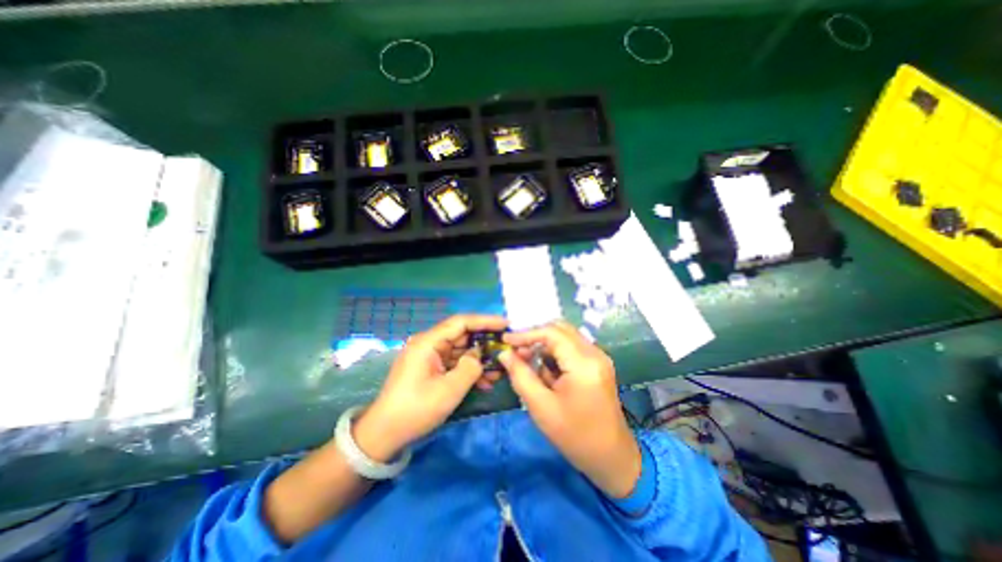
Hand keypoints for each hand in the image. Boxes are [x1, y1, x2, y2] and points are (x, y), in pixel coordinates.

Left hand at [353, 313, 508, 462]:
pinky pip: (454, 363)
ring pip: (460, 351)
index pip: (461, 322)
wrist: (384, 434)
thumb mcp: (449, 390)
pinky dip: (469, 370)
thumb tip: (479, 356)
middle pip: (462, 335)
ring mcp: (429, 357)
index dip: (485, 321)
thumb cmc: (416, 410)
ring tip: (500, 369)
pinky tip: (485, 382)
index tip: (506, 324)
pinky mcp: (431, 368)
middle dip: (485, 343)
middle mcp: (429, 344)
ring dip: (479, 360)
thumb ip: (470, 367)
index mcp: (428, 342)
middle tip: (506, 348)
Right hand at [500, 323, 641, 496]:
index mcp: (584, 364)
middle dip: (535, 336)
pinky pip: (572, 347)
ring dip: (544, 343)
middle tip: (515, 350)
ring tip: (526, 360)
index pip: (552, 333)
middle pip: (560, 329)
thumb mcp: (541, 407)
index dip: (526, 333)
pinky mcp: (598, 363)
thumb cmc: (575, 436)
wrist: (611, 457)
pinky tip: (544, 368)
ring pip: (566, 336)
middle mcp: (595, 353)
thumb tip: (504, 353)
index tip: (506, 340)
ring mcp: (599, 357)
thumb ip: (520, 376)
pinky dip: (555, 352)